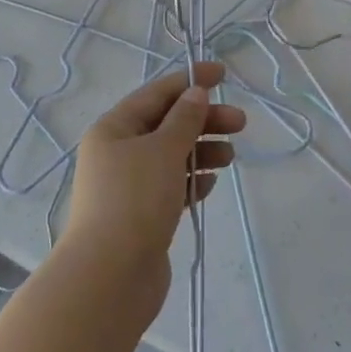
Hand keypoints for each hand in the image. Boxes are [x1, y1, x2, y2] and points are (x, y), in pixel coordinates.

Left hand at [63, 62, 244, 309]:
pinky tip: (210, 185)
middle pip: (167, 125)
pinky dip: (191, 181)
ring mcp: (129, 186)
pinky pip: (171, 187)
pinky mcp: (142, 216)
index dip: (190, 81)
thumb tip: (195, 93)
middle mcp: (117, 153)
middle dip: (203, 120)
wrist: (110, 277)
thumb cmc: (134, 201)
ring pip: (172, 157)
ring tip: (230, 156)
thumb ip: (184, 120)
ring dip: (201, 151)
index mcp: (114, 128)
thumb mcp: (163, 150)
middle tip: (240, 122)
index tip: (224, 74)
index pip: (156, 94)